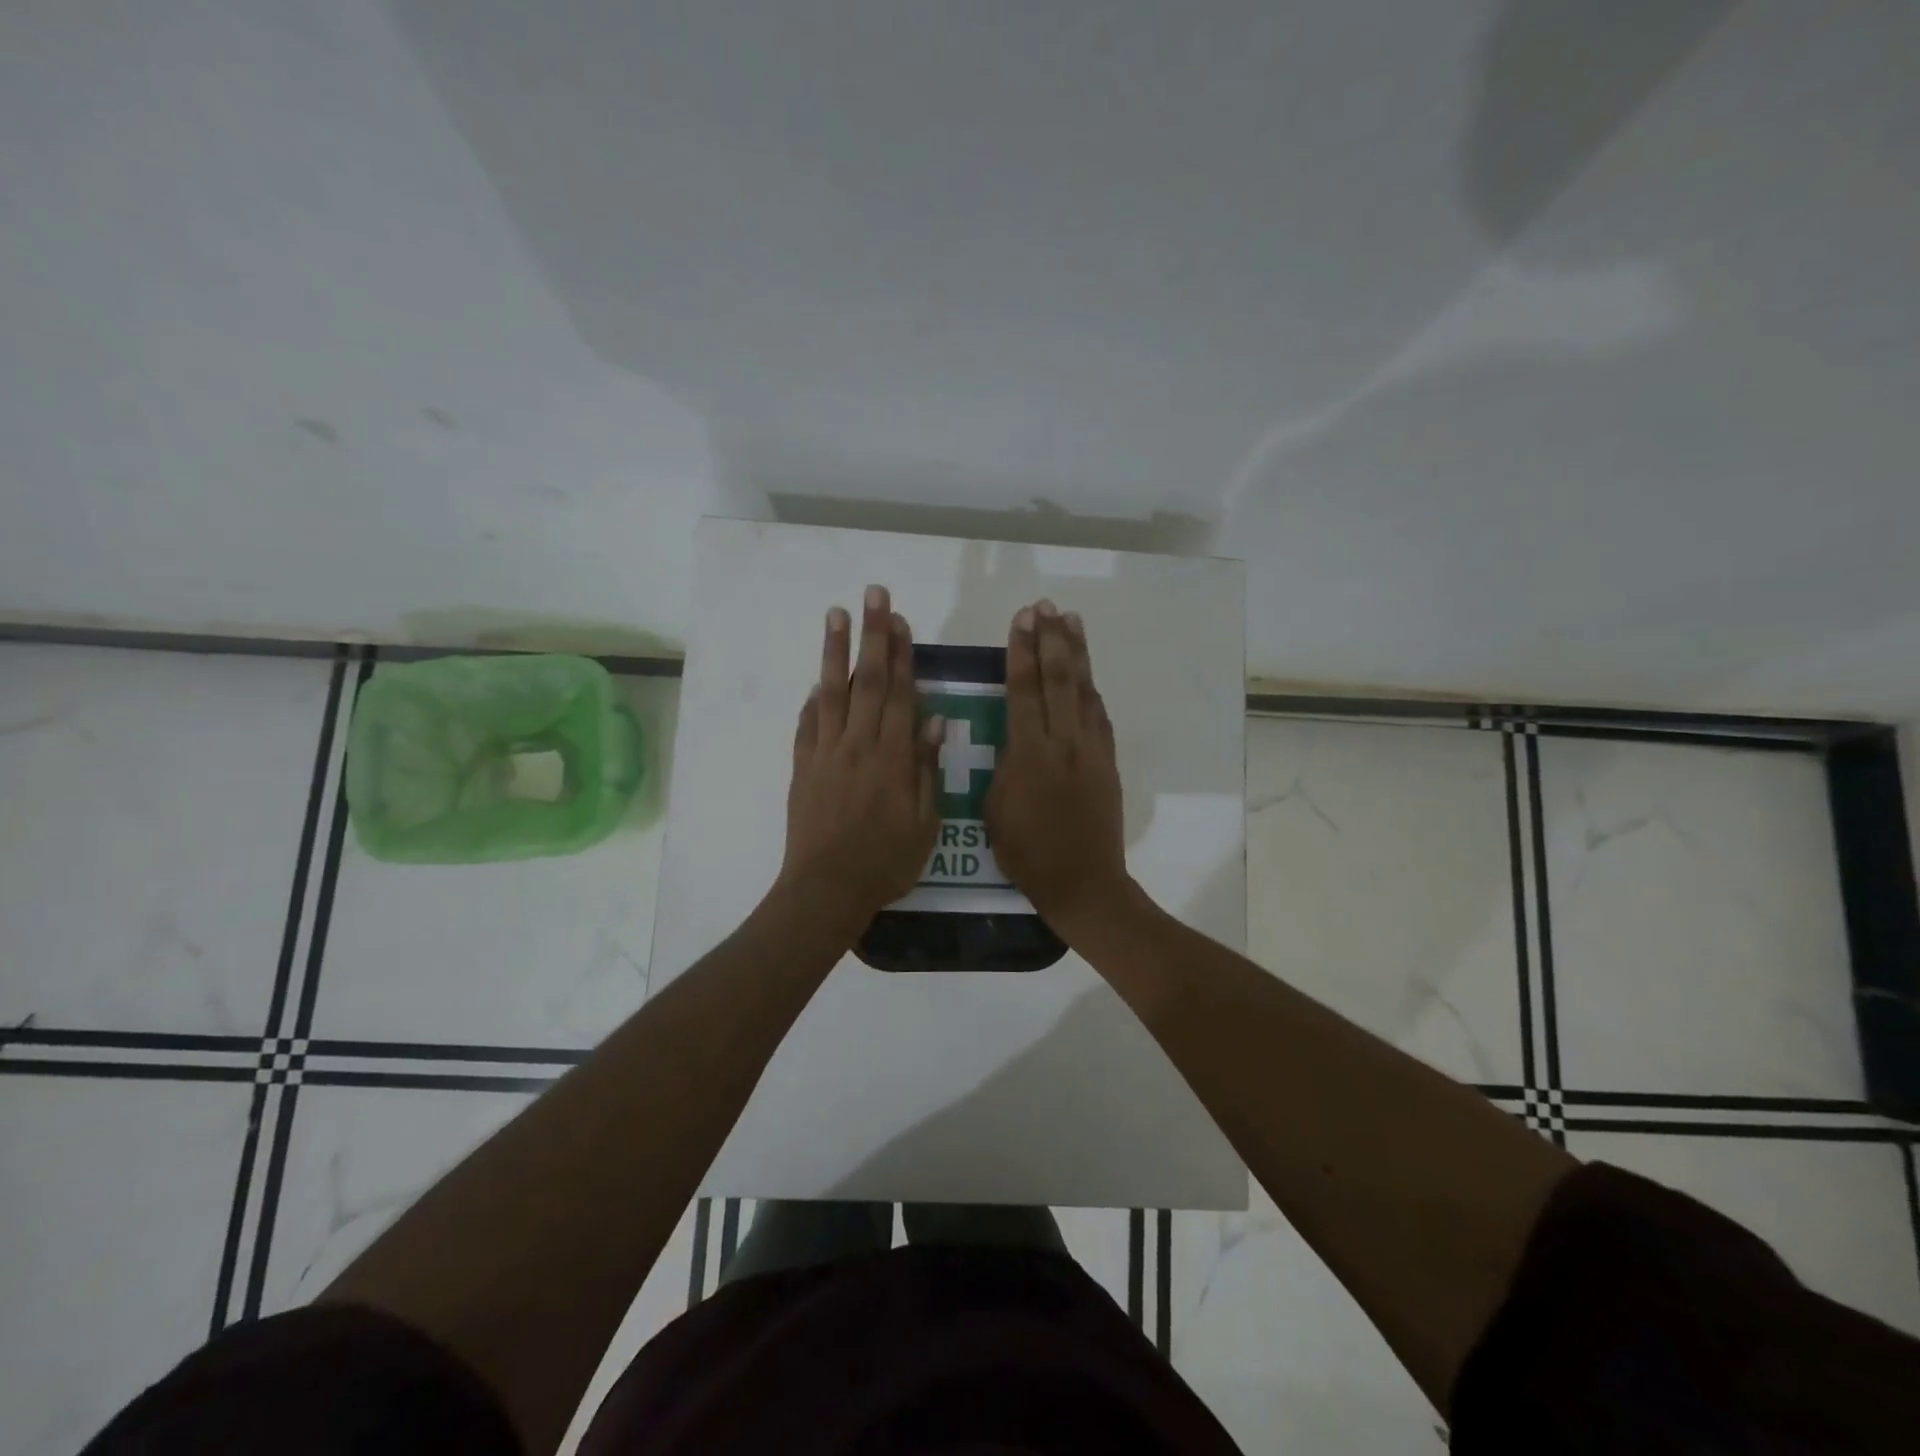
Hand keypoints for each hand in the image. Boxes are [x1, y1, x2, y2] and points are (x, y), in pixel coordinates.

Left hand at [778, 584, 943, 927]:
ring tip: (836, 614)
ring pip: (832, 692)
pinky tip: (817, 681)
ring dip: (835, 651)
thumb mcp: (924, 823)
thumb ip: (927, 769)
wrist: (826, 889)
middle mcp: (858, 744)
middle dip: (873, 635)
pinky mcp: (803, 767)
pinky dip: (813, 700)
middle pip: (868, 680)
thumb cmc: (885, 862)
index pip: (900, 693)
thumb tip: (935, 721)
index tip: (902, 620)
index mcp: (893, 757)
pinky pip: (808, 725)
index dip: (902, 654)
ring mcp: (826, 753)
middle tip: (873, 594)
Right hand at [985, 600, 1131, 930]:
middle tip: (1045, 606)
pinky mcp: (1108, 762)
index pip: (1023, 690)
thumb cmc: (1027, 852)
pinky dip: (1092, 689)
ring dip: (1077, 653)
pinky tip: (1087, 673)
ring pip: (1084, 691)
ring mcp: (1092, 750)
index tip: (1021, 619)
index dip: (1021, 651)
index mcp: (1029, 753)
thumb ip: (1005, 765)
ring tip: (1071, 620)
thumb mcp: (994, 809)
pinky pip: (1100, 716)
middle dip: (1050, 639)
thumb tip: (1014, 739)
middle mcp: (1064, 742)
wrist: (1082, 881)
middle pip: (1058, 679)